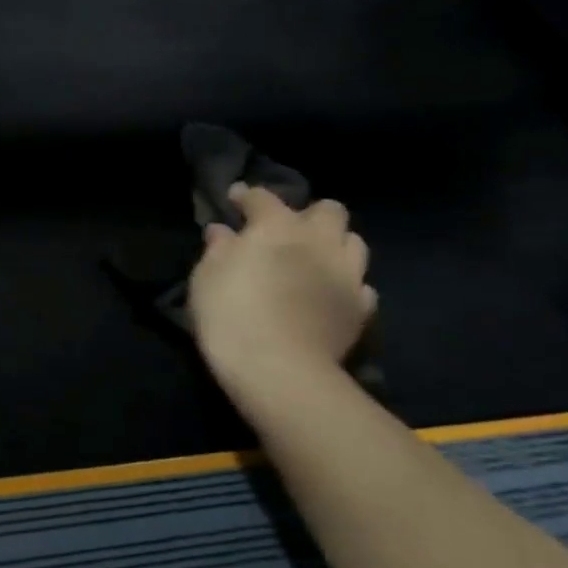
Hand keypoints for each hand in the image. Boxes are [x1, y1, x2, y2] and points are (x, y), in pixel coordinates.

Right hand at [188, 184, 375, 389]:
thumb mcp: (206, 277)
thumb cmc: (231, 315)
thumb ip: (218, 248)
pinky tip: (330, 295)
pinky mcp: (361, 308)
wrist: (279, 371)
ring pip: (354, 242)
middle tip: (287, 232)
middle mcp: (319, 240)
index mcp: (277, 226)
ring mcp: (347, 274)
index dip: (246, 196)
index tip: (234, 200)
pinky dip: (347, 285)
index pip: (262, 197)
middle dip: (309, 215)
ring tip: (316, 260)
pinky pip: (361, 285)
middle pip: (328, 210)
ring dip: (335, 245)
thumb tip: (222, 231)